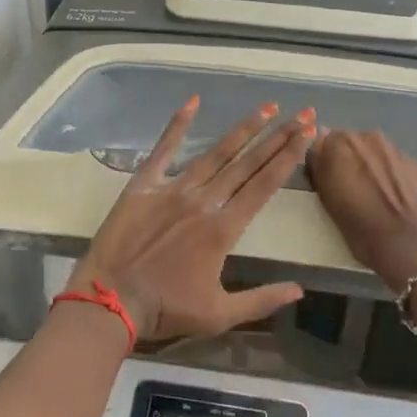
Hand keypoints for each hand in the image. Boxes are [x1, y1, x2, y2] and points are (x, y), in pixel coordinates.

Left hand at [70, 98, 313, 341]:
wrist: (110, 301)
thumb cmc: (166, 310)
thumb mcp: (220, 314)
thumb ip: (262, 299)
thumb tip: (300, 290)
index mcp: (223, 229)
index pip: (264, 186)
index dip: (288, 158)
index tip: (307, 134)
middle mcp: (204, 201)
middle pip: (248, 164)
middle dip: (278, 137)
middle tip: (303, 114)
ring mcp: (172, 189)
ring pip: (215, 153)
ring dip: (243, 129)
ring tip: (267, 107)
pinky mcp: (143, 184)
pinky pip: (163, 150)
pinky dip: (177, 125)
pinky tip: (192, 101)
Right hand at [306, 129, 416, 289]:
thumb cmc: (364, 232)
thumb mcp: (329, 203)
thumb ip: (322, 167)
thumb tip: (320, 145)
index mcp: (341, 146)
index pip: (324, 141)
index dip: (326, 160)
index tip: (330, 180)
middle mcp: (371, 139)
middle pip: (353, 143)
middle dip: (351, 160)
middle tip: (354, 190)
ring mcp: (399, 151)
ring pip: (378, 153)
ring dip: (375, 168)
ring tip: (380, 198)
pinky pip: (400, 166)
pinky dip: (397, 177)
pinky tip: (402, 202)